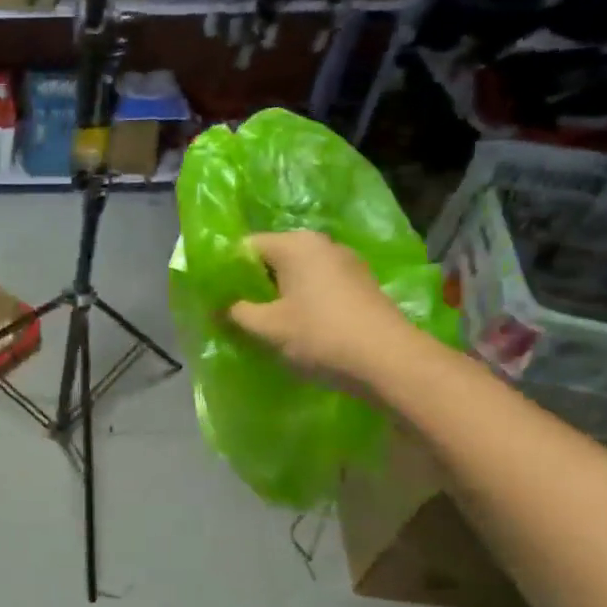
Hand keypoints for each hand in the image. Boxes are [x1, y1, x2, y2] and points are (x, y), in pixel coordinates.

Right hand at [226, 230, 421, 391]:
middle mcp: (321, 244)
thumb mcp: (267, 327)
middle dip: (252, 284)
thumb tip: (218, 307)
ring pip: (296, 274)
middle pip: (272, 258)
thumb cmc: (320, 336)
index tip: (216, 298)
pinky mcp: (361, 285)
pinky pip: (318, 286)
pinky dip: (302, 301)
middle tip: (235, 313)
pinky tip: (296, 327)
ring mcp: (346, 263)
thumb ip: (235, 312)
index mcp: (295, 244)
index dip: (226, 271)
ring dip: (277, 295)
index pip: (245, 246)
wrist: (390, 362)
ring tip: (264, 323)